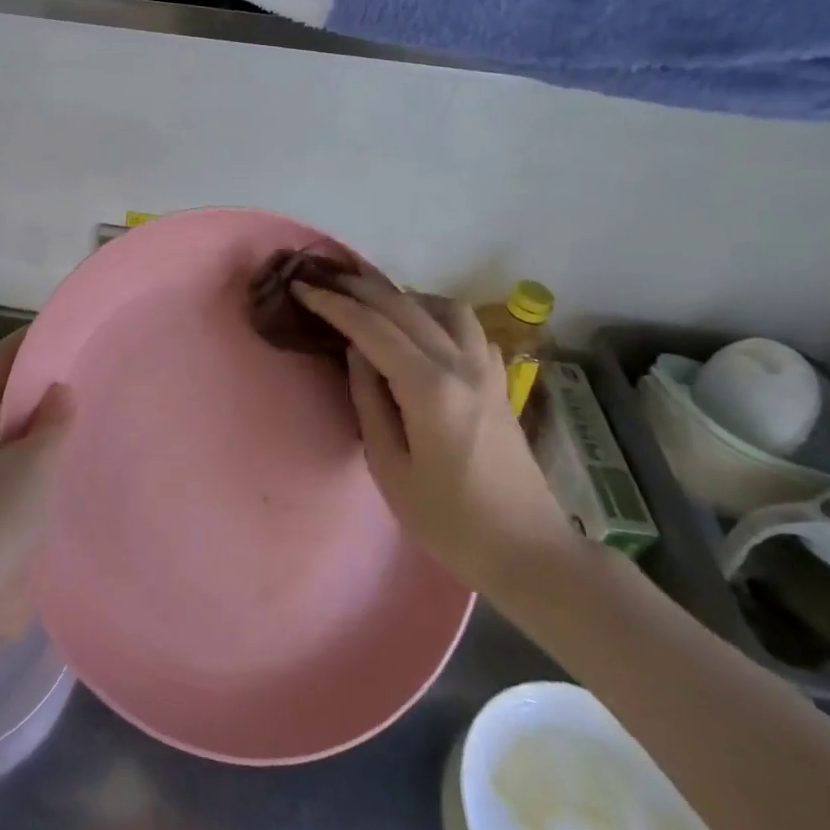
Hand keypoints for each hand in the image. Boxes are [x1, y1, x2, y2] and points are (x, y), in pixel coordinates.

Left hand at [0, 330, 73, 632]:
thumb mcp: (33, 462)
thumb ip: (51, 421)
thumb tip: (60, 389)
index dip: (27, 343)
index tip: (63, 331)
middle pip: (2, 397)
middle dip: (39, 384)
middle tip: (86, 371)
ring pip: (10, 436)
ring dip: (42, 426)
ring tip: (87, 412)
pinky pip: (15, 469)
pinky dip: (40, 460)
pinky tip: (73, 463)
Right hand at [291, 270, 574, 601]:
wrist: (527, 550)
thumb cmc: (449, 520)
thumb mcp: (390, 467)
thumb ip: (369, 400)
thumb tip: (357, 352)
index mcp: (429, 388)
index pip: (371, 328)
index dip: (333, 304)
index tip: (302, 288)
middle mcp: (460, 365)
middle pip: (405, 306)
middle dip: (360, 287)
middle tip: (326, 279)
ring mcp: (487, 370)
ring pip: (444, 307)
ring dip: (404, 296)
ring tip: (375, 305)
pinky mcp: (500, 381)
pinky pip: (468, 329)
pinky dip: (438, 316)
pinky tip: (423, 333)